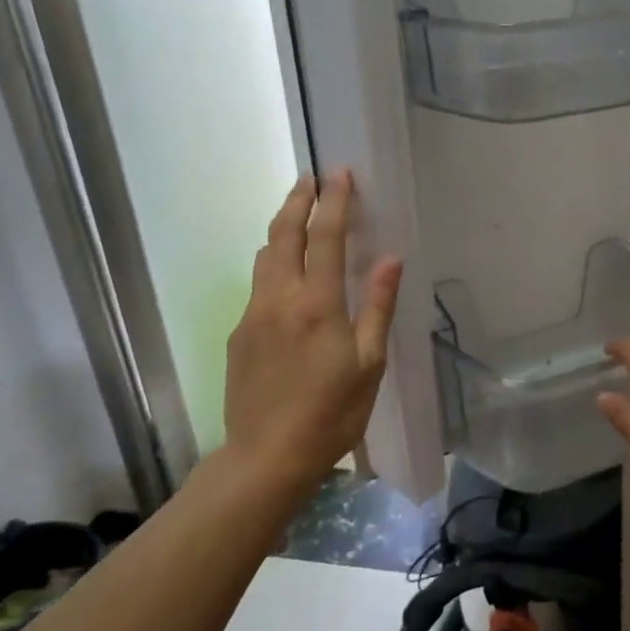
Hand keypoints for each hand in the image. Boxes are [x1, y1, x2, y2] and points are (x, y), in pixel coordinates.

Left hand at [222, 171, 401, 490]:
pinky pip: (257, 285)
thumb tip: (390, 259)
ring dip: (281, 228)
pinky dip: (273, 263)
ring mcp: (252, 315)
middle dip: (298, 201)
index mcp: (317, 303)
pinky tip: (286, 275)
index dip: (335, 201)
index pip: (325, 236)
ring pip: (264, 257)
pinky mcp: (238, 334)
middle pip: (283, 235)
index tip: (340, 173)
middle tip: (310, 178)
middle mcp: (279, 298)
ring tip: (297, 214)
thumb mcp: (369, 363)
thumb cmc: (331, 413)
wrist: (267, 457)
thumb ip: (378, 306)